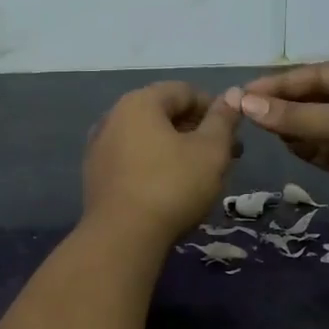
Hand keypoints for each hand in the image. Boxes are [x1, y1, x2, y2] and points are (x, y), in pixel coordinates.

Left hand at [83, 82, 240, 245]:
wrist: (122, 237)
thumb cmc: (172, 186)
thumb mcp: (211, 151)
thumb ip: (223, 120)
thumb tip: (233, 94)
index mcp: (139, 102)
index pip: (184, 91)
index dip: (214, 108)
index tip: (233, 133)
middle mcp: (113, 117)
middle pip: (163, 114)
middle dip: (197, 131)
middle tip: (225, 156)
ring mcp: (99, 147)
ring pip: (148, 139)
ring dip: (177, 149)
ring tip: (202, 174)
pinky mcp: (96, 176)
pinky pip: (132, 160)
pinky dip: (155, 165)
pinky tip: (172, 188)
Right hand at [227, 59, 328, 238]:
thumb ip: (294, 115)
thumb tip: (245, 104)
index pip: (323, 74)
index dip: (283, 82)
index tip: (246, 91)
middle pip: (321, 99)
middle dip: (286, 105)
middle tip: (246, 110)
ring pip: (321, 126)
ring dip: (292, 127)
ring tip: (259, 126)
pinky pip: (327, 150)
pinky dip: (305, 147)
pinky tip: (282, 143)